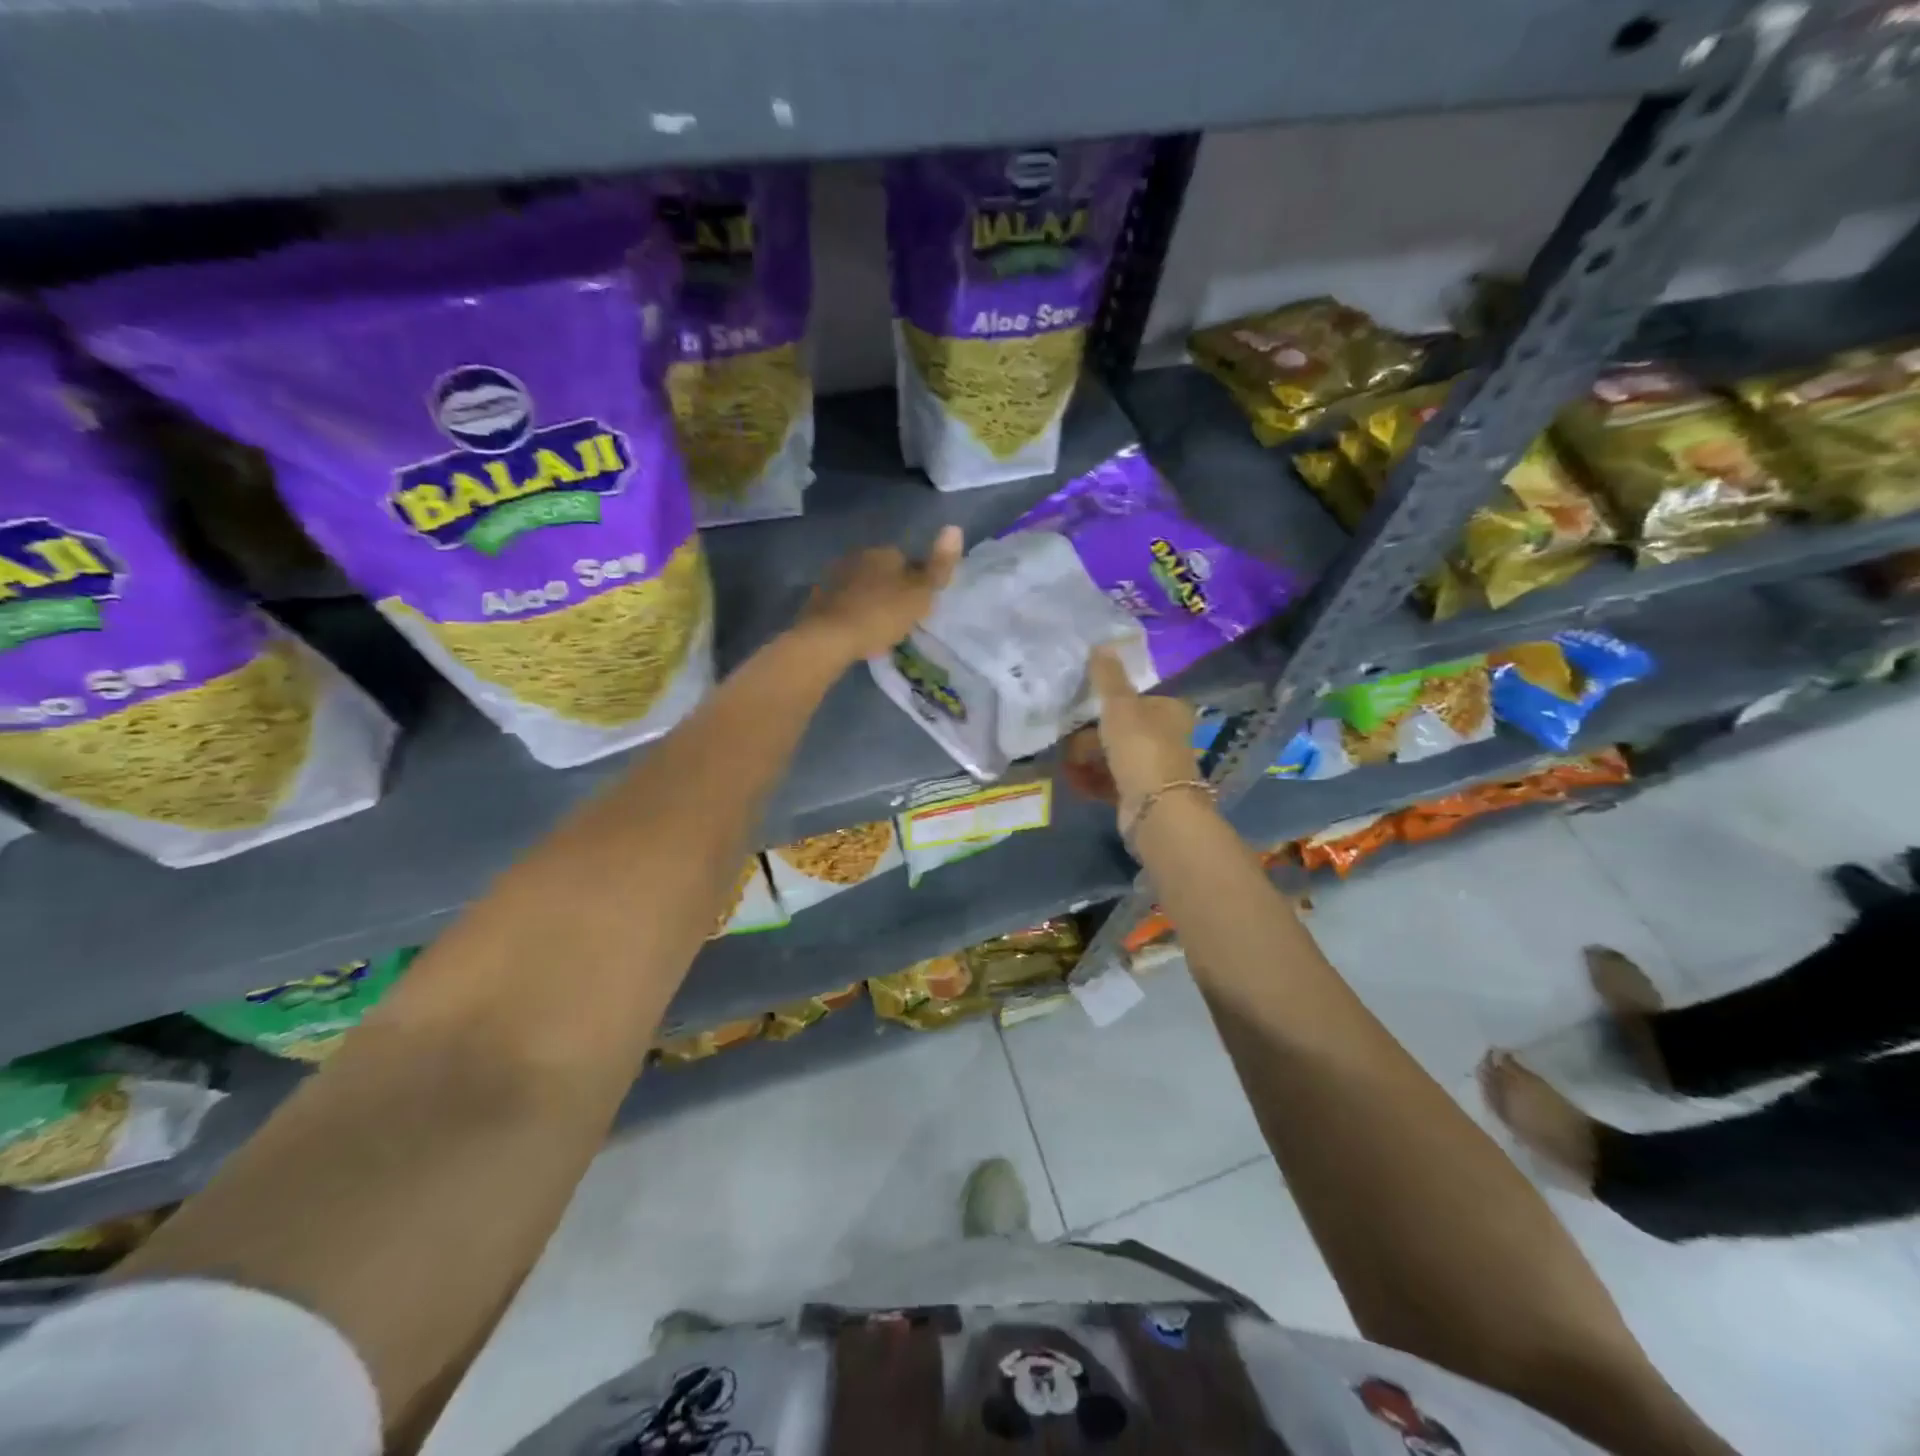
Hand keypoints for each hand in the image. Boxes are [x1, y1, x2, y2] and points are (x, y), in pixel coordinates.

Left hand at [798, 525, 962, 664]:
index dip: (916, 583)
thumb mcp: (920, 593)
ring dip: (870, 601)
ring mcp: (835, 577)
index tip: (919, 606)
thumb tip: (955, 527)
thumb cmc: (881, 614)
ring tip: (878, 629)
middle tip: (899, 619)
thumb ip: (939, 565)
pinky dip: (851, 613)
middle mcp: (858, 557)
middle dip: (890, 590)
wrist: (829, 637)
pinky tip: (856, 632)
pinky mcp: (819, 598)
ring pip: (861, 587)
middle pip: (883, 573)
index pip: (908, 561)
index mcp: (885, 552)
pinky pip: (844, 603)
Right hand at [1062, 646, 1199, 820]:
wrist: (1156, 809)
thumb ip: (1107, 676)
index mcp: (1169, 711)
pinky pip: (1110, 782)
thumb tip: (1100, 644)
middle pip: (1120, 730)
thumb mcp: (1120, 705)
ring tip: (1066, 766)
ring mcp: (1154, 768)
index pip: (1135, 699)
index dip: (1107, 703)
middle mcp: (1166, 737)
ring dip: (1087, 760)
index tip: (1081, 709)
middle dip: (1089, 737)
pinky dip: (1091, 780)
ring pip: (1113, 757)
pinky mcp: (1141, 795)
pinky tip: (1073, 782)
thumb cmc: (1141, 748)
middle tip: (1068, 743)